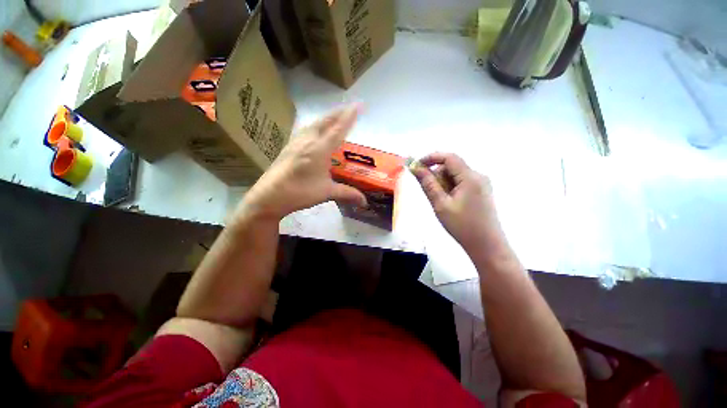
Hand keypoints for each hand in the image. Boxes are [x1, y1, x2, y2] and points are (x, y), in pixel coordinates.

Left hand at [235, 104, 366, 221]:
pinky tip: (315, 130)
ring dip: (327, 118)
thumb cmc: (300, 192)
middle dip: (339, 113)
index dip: (350, 117)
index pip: (338, 129)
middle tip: (350, 108)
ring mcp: (296, 142)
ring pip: (314, 124)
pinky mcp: (289, 147)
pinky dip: (316, 126)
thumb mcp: (327, 192)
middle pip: (325, 121)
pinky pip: (306, 130)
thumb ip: (347, 193)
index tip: (359, 105)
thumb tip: (365, 201)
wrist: (269, 196)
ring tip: (335, 116)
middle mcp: (308, 141)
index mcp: (319, 149)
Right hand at [411, 153, 505, 253]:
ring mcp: (482, 184)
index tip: (417, 166)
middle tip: (430, 193)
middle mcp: (478, 176)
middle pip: (452, 167)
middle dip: (437, 175)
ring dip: (443, 183)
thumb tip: (415, 168)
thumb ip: (428, 184)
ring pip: (456, 175)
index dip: (431, 158)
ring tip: (440, 202)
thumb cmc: (462, 226)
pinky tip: (449, 203)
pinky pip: (462, 183)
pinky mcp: (481, 192)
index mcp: (470, 177)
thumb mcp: (440, 204)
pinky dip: (451, 188)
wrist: (487, 246)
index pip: (449, 157)